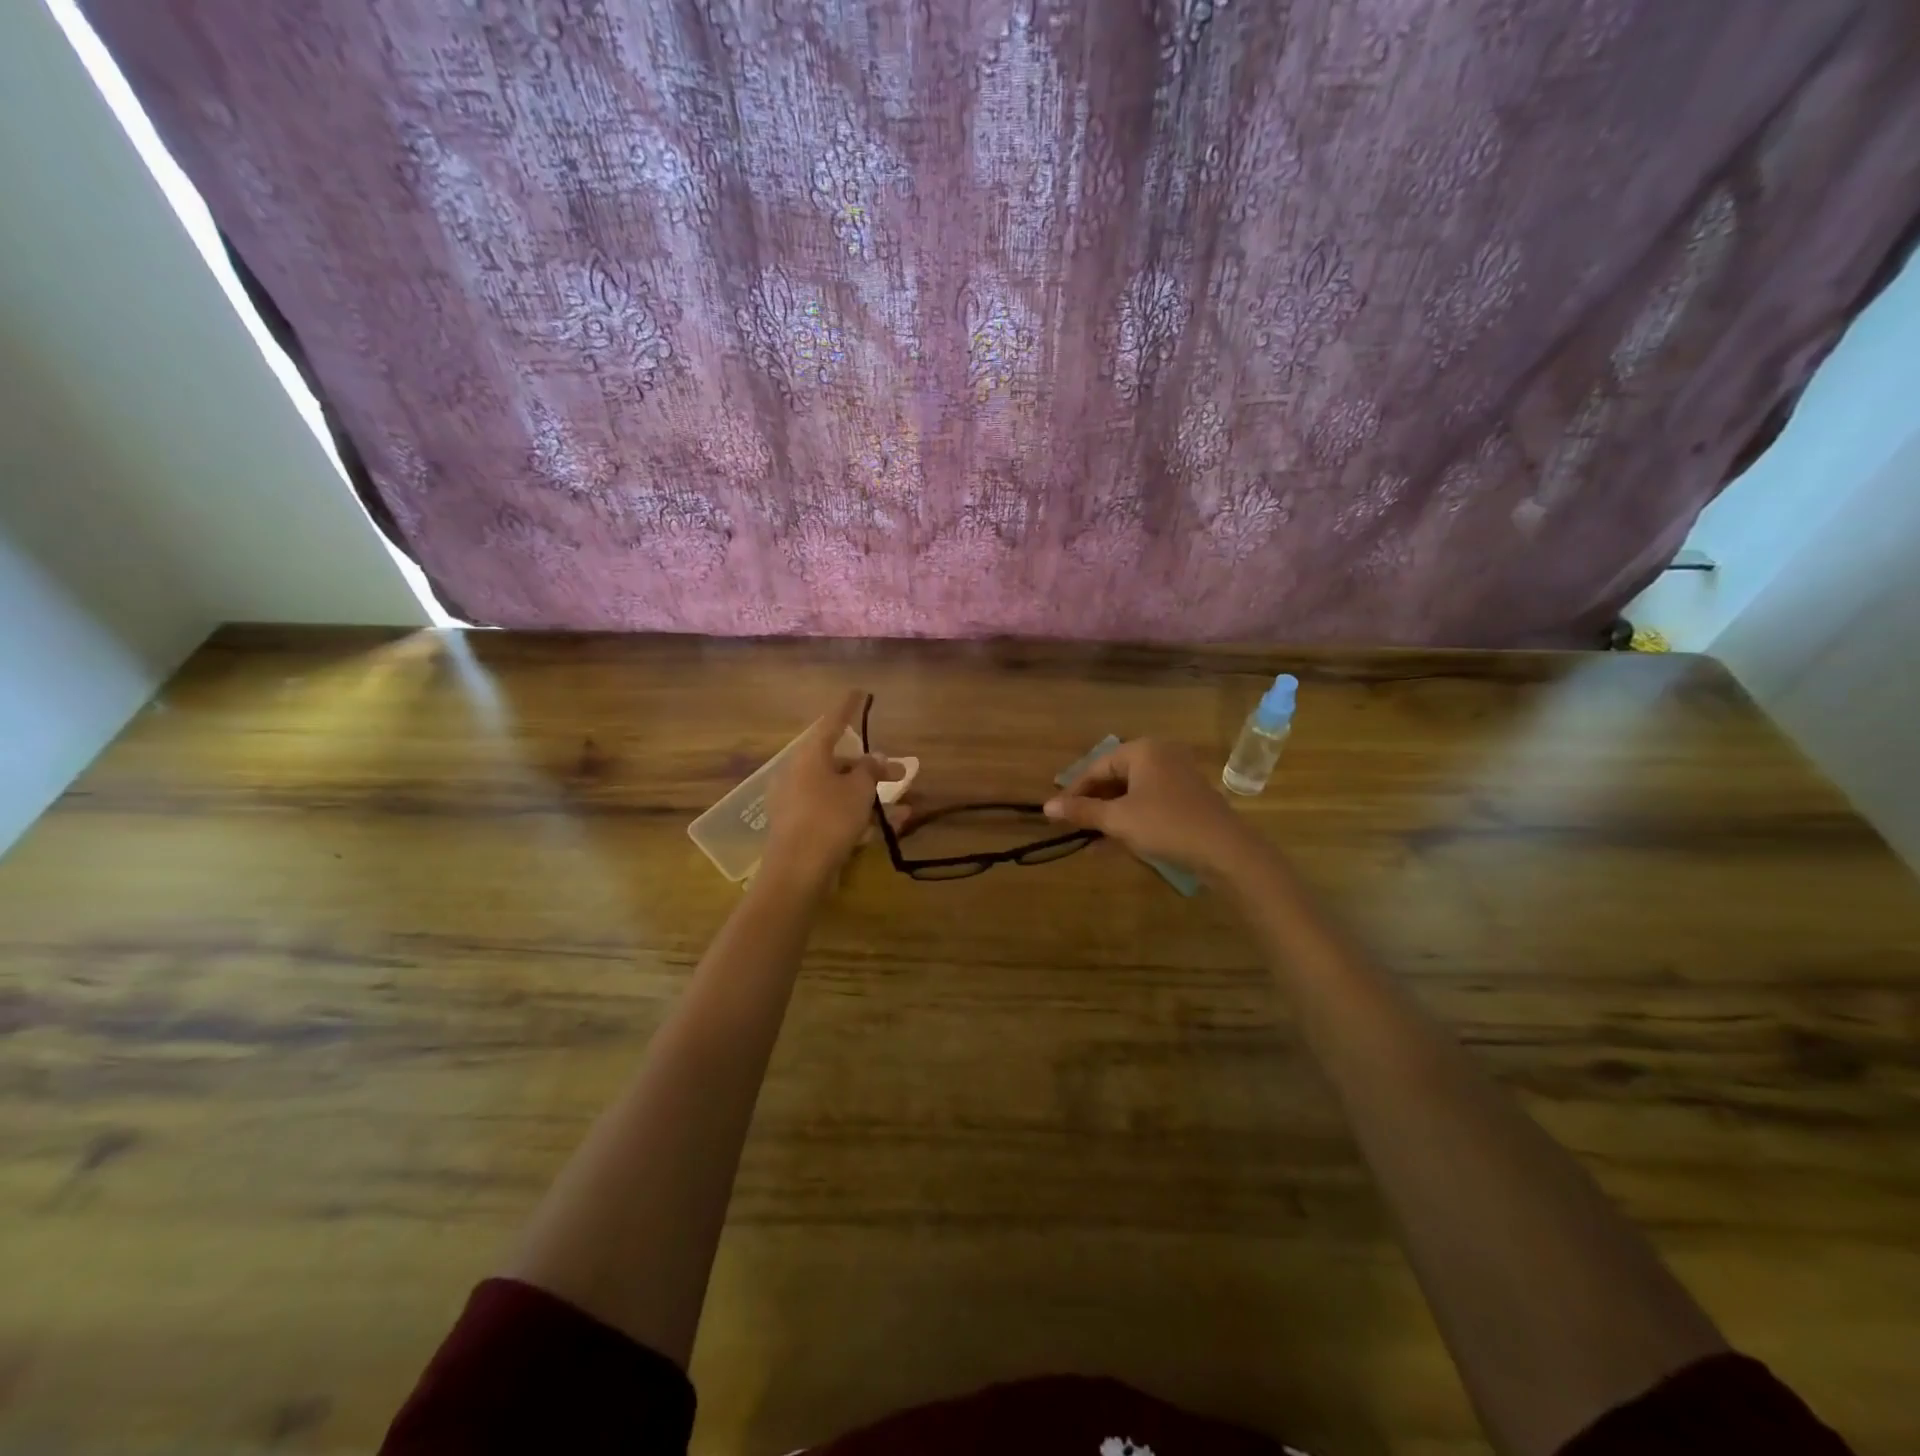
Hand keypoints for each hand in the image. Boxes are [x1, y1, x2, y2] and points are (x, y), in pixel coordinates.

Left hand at [762, 691, 902, 888]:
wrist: (796, 871)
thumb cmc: (829, 819)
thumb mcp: (859, 790)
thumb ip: (871, 770)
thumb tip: (876, 759)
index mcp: (809, 755)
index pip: (832, 722)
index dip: (849, 707)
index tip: (860, 692)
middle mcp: (798, 773)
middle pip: (838, 761)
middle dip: (870, 768)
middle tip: (900, 775)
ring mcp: (796, 801)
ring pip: (839, 790)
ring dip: (869, 797)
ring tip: (902, 810)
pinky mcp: (799, 827)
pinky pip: (832, 812)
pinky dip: (855, 815)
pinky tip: (882, 830)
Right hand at [1043, 738, 1265, 878]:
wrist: (1225, 850)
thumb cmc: (1165, 825)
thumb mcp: (1117, 819)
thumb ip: (1081, 811)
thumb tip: (1047, 807)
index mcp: (1143, 750)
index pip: (1097, 767)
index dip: (1073, 790)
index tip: (1056, 813)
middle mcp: (1160, 755)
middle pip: (1114, 778)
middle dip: (1092, 804)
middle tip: (1072, 825)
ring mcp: (1177, 776)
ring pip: (1131, 793)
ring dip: (1109, 815)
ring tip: (1088, 838)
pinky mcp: (1187, 798)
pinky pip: (1149, 803)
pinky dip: (1130, 819)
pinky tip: (1113, 842)